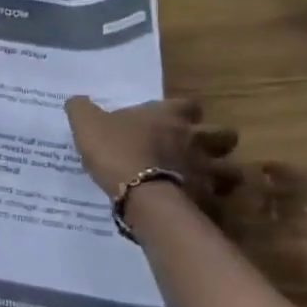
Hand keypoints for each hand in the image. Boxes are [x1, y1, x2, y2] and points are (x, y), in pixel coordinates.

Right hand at [65, 96, 240, 209]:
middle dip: (218, 141)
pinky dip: (214, 204)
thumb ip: (82, 109)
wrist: (139, 193)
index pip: (190, 104)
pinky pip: (219, 201)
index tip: (177, 117)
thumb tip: (76, 99)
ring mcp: (205, 170)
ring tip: (208, 181)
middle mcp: (193, 139)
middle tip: (200, 149)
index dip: (186, 110)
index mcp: (168, 116)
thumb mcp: (87, 124)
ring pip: (231, 171)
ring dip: (223, 174)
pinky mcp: (208, 200)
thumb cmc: (116, 150)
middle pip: (224, 135)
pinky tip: (200, 207)